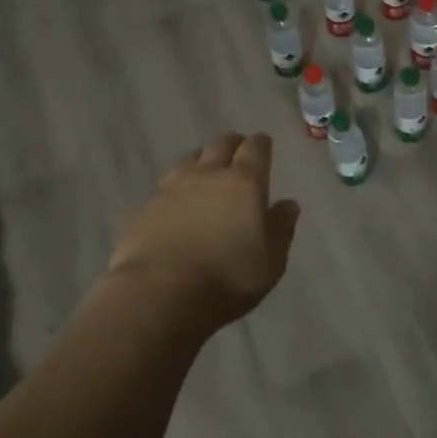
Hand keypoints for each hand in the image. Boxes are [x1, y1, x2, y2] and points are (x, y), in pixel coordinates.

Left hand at [109, 133, 299, 332]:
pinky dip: (177, 186)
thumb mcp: (270, 262)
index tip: (265, 146)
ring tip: (206, 172)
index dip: (261, 144)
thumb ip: (281, 229)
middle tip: (238, 155)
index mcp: (244, 182)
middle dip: (233, 145)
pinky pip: (167, 184)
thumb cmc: (226, 279)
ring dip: (202, 160)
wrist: (159, 293)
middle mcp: (209, 174)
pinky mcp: (147, 206)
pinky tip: (177, 201)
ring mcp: (174, 187)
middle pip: (222, 144)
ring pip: (191, 158)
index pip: (255, 147)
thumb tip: (289, 204)